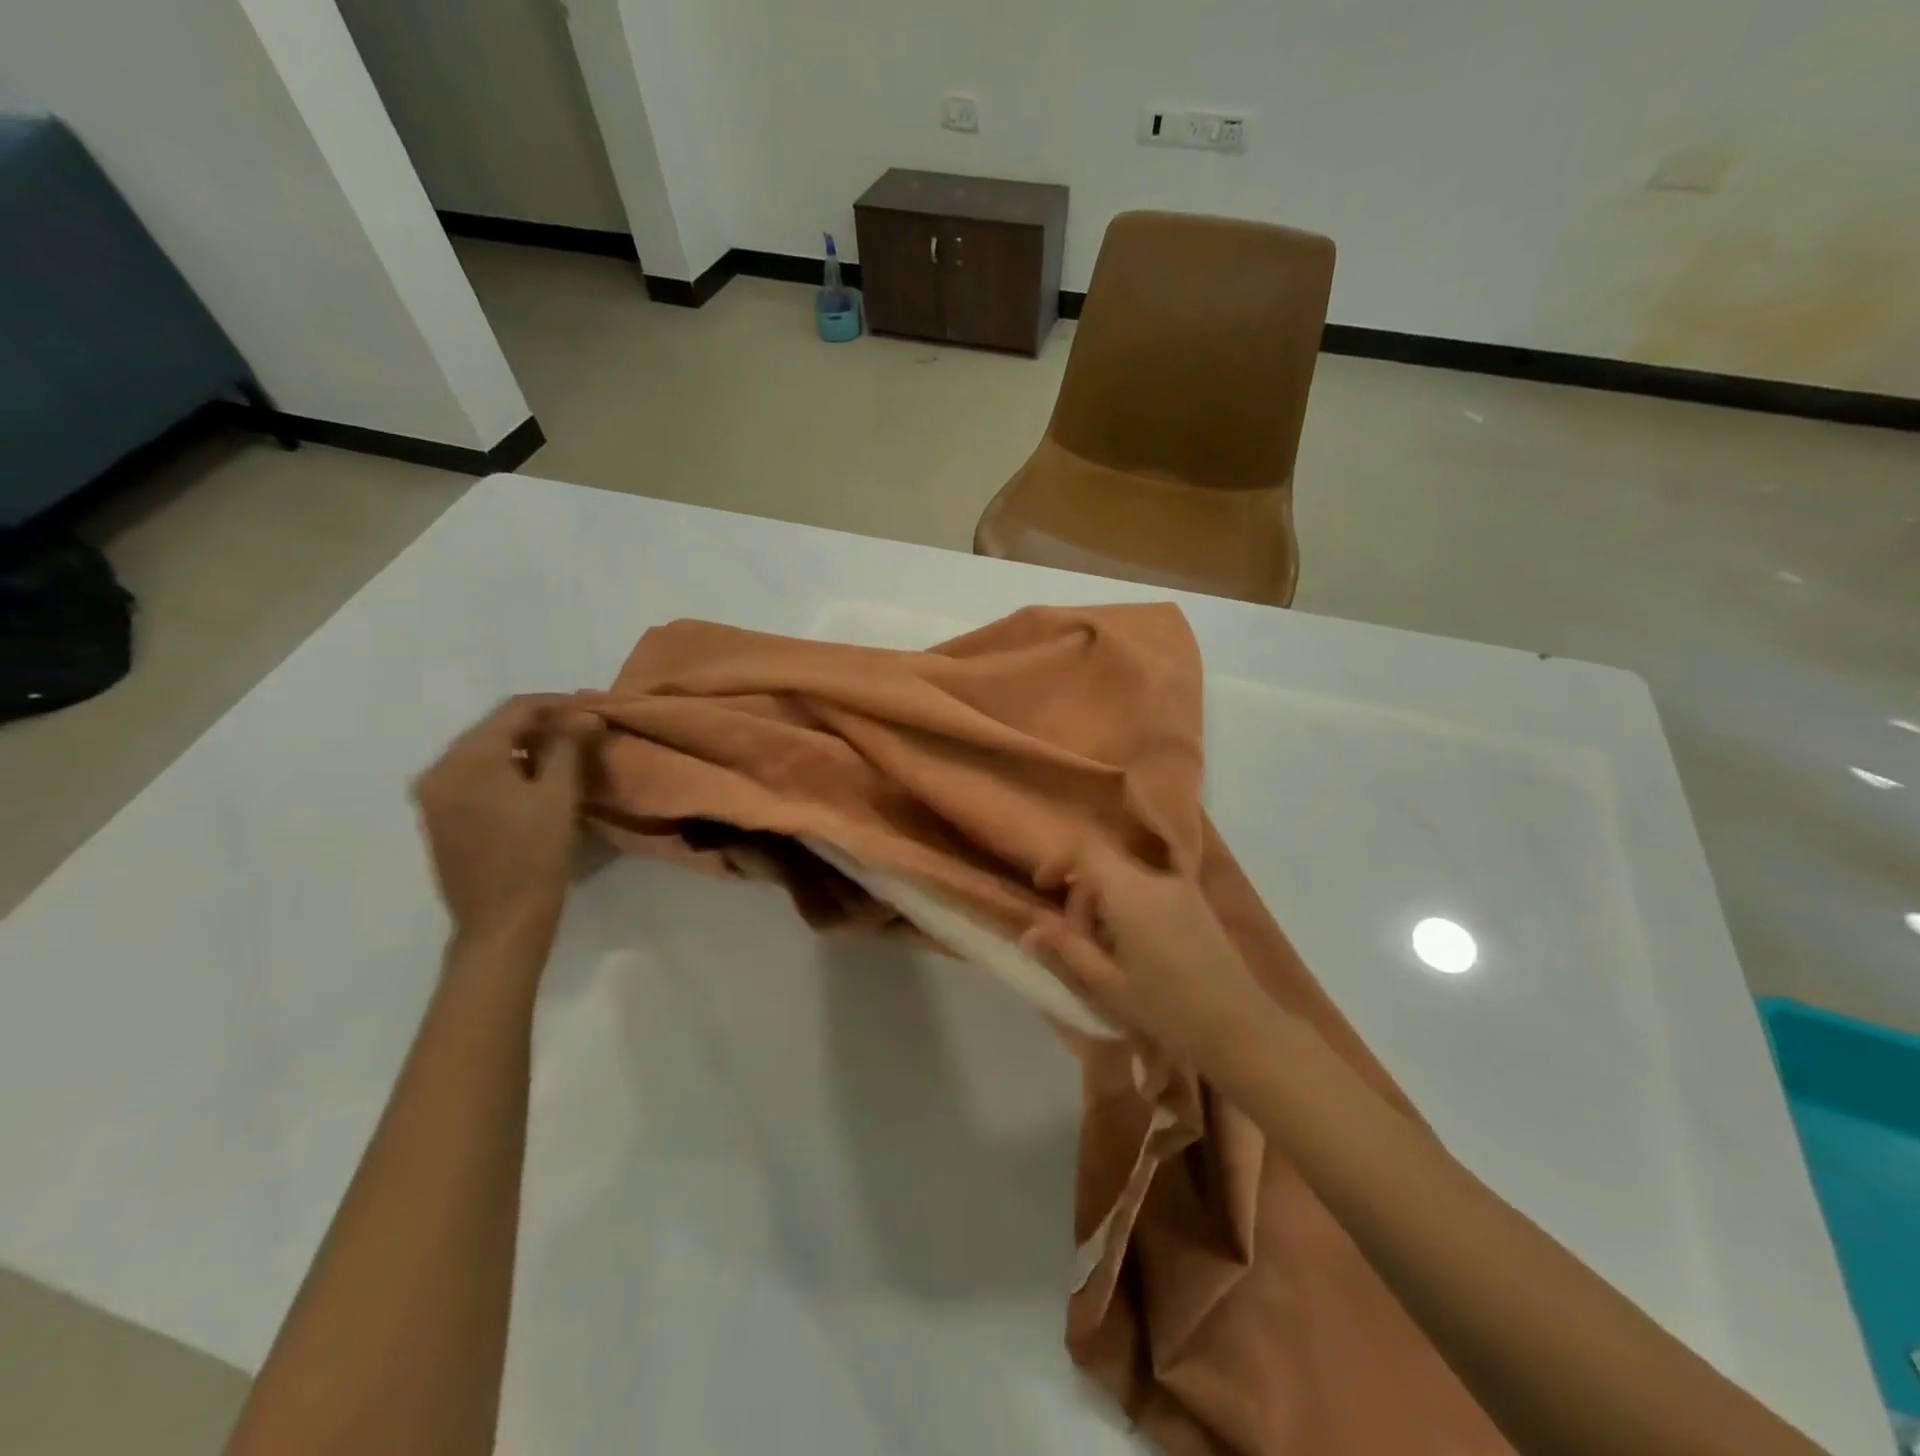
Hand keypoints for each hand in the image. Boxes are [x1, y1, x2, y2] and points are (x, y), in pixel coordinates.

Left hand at [412, 696, 599, 944]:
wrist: (501, 923)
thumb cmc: (535, 857)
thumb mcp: (559, 796)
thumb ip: (568, 747)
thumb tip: (584, 715)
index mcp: (465, 759)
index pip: (514, 710)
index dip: (557, 704)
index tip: (593, 708)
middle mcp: (439, 770)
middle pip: (494, 728)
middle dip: (541, 724)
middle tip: (584, 730)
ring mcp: (434, 795)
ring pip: (484, 751)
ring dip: (525, 746)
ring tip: (567, 753)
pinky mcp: (440, 817)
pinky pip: (475, 775)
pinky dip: (507, 768)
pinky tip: (537, 779)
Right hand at [1024, 837, 1269, 1067]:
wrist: (1240, 1029)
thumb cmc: (1167, 1009)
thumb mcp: (1107, 985)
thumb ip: (1067, 950)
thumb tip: (1030, 930)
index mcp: (1132, 893)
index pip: (1086, 851)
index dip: (1058, 862)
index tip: (1044, 889)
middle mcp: (1158, 880)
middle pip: (1106, 867)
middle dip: (1083, 897)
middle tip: (1078, 943)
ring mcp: (1183, 889)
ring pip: (1128, 880)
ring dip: (1107, 905)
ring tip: (1108, 954)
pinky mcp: (1198, 904)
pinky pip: (1152, 891)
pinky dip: (1132, 908)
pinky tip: (1137, 952)